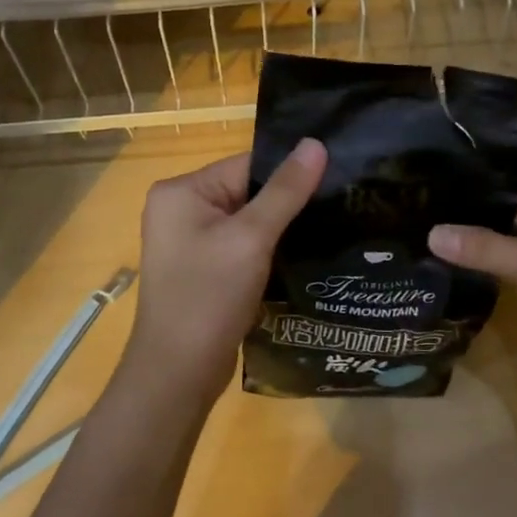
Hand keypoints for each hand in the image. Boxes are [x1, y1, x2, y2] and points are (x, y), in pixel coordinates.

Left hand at [119, 140, 327, 406]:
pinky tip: (301, 257)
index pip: (247, 165)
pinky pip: (242, 246)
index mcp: (181, 191)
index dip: (290, 174)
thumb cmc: (209, 297)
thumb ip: (285, 191)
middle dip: (288, 203)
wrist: (178, 373)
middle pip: (248, 191)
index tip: (335, 181)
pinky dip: (268, 250)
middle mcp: (180, 209)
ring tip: (329, 232)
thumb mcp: (251, 238)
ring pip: (249, 221)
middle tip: (339, 208)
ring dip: (282, 229)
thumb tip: (316, 143)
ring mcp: (190, 241)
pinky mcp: (203, 269)